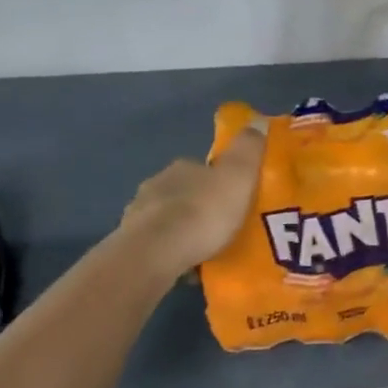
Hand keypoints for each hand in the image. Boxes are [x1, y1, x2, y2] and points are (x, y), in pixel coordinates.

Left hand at [118, 121, 266, 274]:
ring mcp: (139, 214)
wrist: (156, 253)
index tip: (235, 198)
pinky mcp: (130, 244)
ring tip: (205, 251)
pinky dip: (170, 252)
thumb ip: (248, 149)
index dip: (220, 181)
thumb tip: (257, 120)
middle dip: (200, 206)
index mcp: (183, 167)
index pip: (204, 168)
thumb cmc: (203, 212)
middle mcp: (157, 184)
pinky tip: (185, 266)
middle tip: (222, 227)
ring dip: (183, 229)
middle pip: (184, 192)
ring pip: (167, 218)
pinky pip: (157, 245)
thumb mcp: (238, 176)